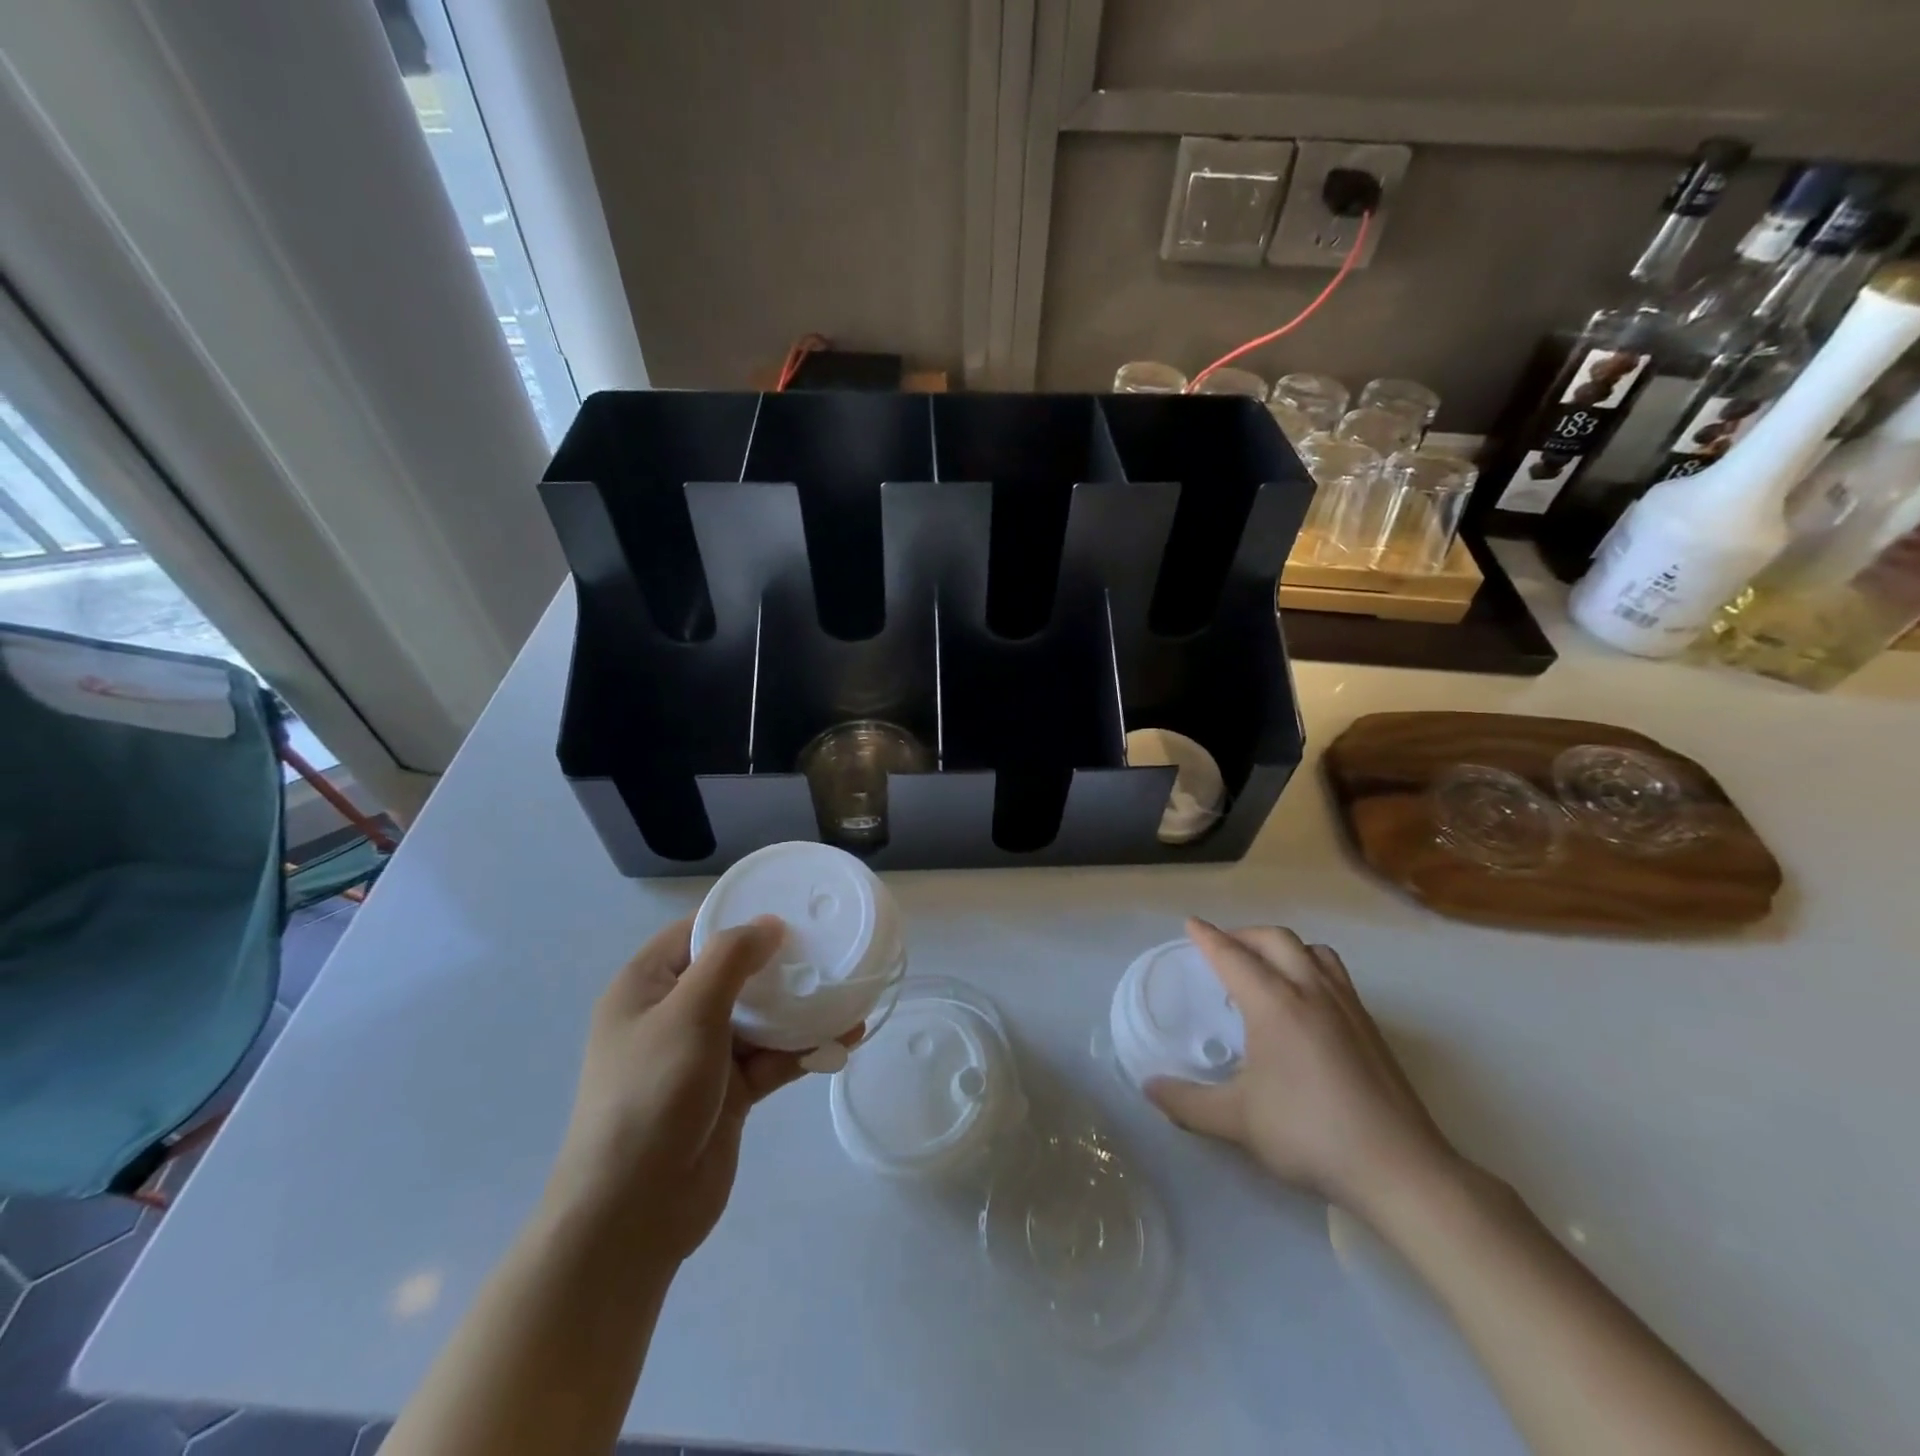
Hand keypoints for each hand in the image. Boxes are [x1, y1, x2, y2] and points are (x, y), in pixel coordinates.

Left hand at [546, 915, 814, 1261]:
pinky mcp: (728, 1093)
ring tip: (849, 994)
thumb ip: (730, 959)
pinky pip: (771, 1058)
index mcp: (646, 987)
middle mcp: (672, 1015)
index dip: (740, 917)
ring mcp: (702, 1057)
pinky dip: (803, 1049)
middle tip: (829, 948)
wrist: (634, 1213)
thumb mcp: (688, 1012)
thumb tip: (769, 924)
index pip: (696, 933)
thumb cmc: (652, 1094)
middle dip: (780, 964)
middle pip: (734, 974)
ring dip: (800, 1010)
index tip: (791, 908)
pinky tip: (843, 1040)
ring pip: (758, 1018)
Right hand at [1147, 918, 1461, 1220]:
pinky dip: (1310, 967)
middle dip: (1244, 935)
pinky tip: (1305, 1004)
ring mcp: (1348, 1006)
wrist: (1400, 1170)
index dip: (1207, 937)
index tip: (1190, 925)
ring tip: (1266, 968)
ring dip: (1282, 947)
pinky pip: (1335, 974)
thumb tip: (1149, 1088)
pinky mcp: (1371, 1027)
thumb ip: (1187, 1102)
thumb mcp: (1237, 1121)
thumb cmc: (1309, 1134)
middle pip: (1275, 939)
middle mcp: (1311, 991)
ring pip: (1312, 951)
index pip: (1232, 956)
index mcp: (1275, 1003)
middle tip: (1222, 948)